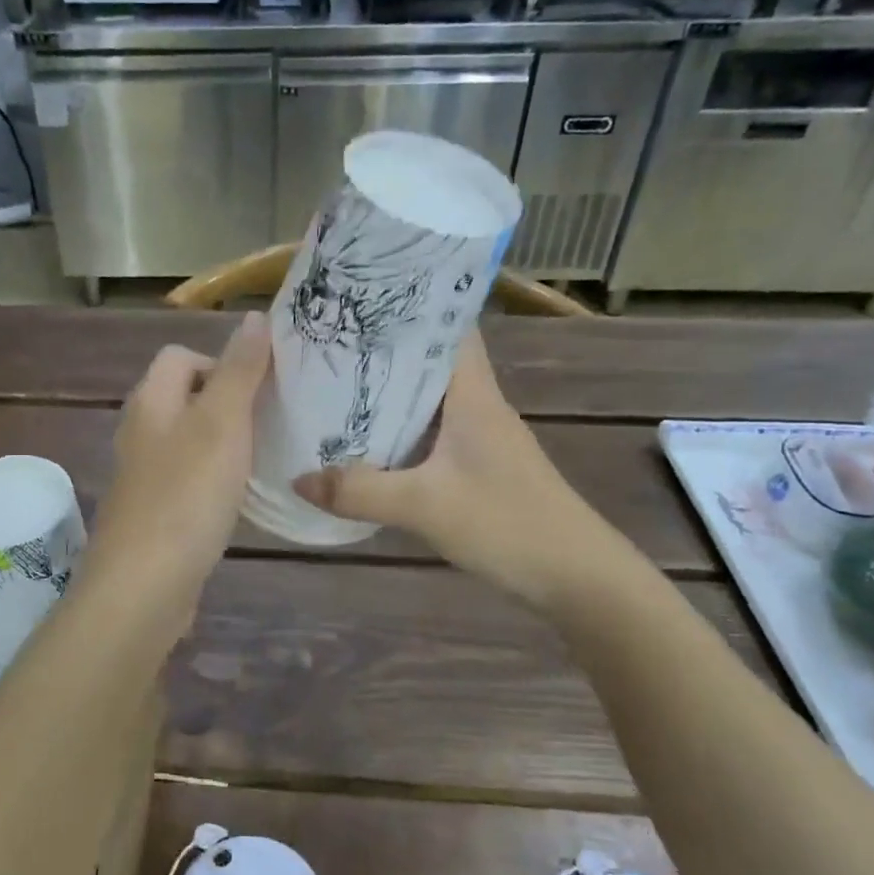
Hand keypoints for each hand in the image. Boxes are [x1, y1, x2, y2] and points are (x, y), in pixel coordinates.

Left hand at [81, 313, 271, 632]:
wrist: (144, 585)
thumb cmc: (186, 494)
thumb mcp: (221, 423)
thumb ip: (239, 370)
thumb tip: (255, 317)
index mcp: (150, 402)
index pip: (179, 356)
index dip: (220, 361)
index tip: (258, 389)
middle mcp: (140, 432)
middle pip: (185, 397)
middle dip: (228, 403)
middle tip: (269, 422)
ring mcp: (144, 476)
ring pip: (189, 440)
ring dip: (224, 442)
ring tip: (262, 458)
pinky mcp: (155, 513)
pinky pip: (188, 479)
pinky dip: (214, 479)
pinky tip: (238, 499)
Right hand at [292, 332, 635, 613]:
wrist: (576, 577)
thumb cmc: (508, 524)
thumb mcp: (424, 506)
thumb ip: (359, 492)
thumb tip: (297, 480)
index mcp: (473, 394)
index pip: (448, 325)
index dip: (409, 304)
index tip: (359, 297)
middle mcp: (477, 404)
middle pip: (428, 359)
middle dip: (381, 348)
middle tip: (326, 340)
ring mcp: (479, 437)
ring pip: (426, 398)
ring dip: (387, 391)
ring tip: (332, 383)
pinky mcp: (476, 466)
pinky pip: (428, 434)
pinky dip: (396, 430)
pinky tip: (363, 441)